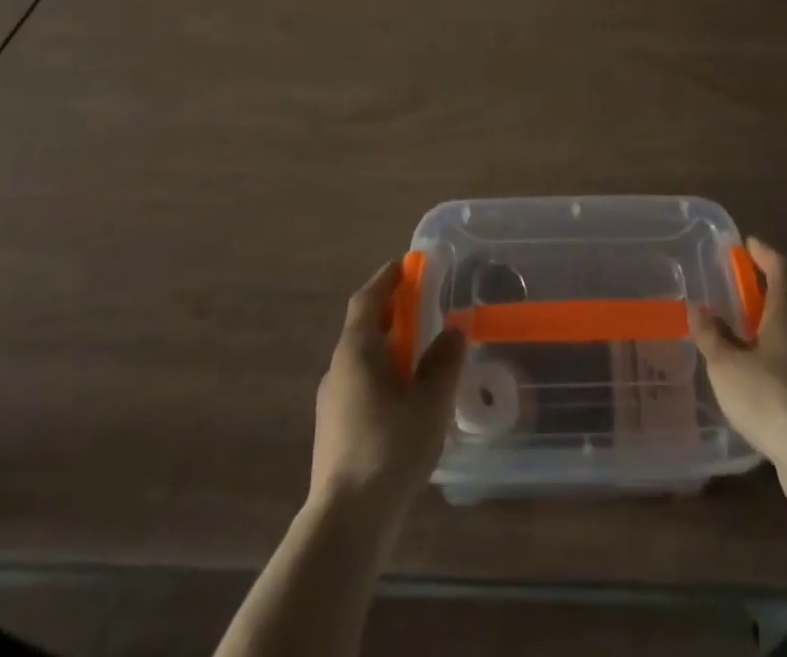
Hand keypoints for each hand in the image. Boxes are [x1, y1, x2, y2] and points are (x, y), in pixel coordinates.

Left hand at [310, 259, 464, 524]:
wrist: (346, 522)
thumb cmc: (390, 448)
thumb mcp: (430, 401)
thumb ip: (444, 361)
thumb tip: (454, 329)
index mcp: (356, 350)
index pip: (367, 299)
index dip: (386, 278)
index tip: (406, 264)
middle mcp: (338, 369)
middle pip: (364, 327)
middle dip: (393, 312)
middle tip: (423, 305)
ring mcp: (332, 402)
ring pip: (363, 360)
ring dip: (390, 346)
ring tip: (422, 352)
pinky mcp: (335, 431)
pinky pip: (362, 386)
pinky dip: (384, 375)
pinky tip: (407, 398)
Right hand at [692, 239, 786, 528]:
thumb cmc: (772, 397)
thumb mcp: (727, 366)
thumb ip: (711, 335)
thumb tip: (697, 307)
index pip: (781, 266)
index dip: (764, 253)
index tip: (747, 244)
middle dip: (772, 284)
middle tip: (744, 284)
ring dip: (778, 319)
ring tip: (749, 326)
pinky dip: (784, 349)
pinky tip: (763, 368)